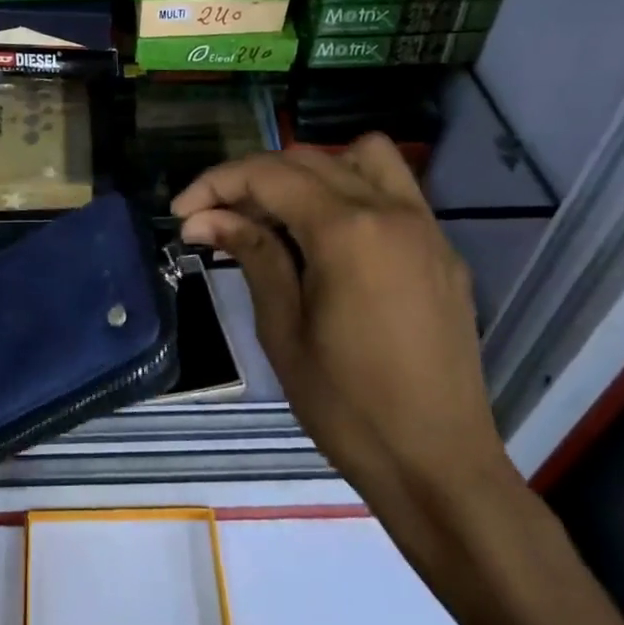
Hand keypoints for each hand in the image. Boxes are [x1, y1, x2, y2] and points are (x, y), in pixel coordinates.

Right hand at [172, 138, 518, 550]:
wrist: (439, 466)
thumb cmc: (347, 406)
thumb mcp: (283, 329)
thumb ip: (252, 255)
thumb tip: (204, 217)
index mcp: (348, 231)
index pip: (269, 175)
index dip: (215, 183)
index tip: (181, 213)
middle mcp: (392, 211)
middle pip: (308, 161)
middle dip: (252, 179)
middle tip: (216, 218)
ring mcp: (426, 228)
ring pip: (361, 158)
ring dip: (310, 171)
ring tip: (280, 214)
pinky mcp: (442, 251)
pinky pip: (394, 191)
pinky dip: (351, 191)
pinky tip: (328, 238)